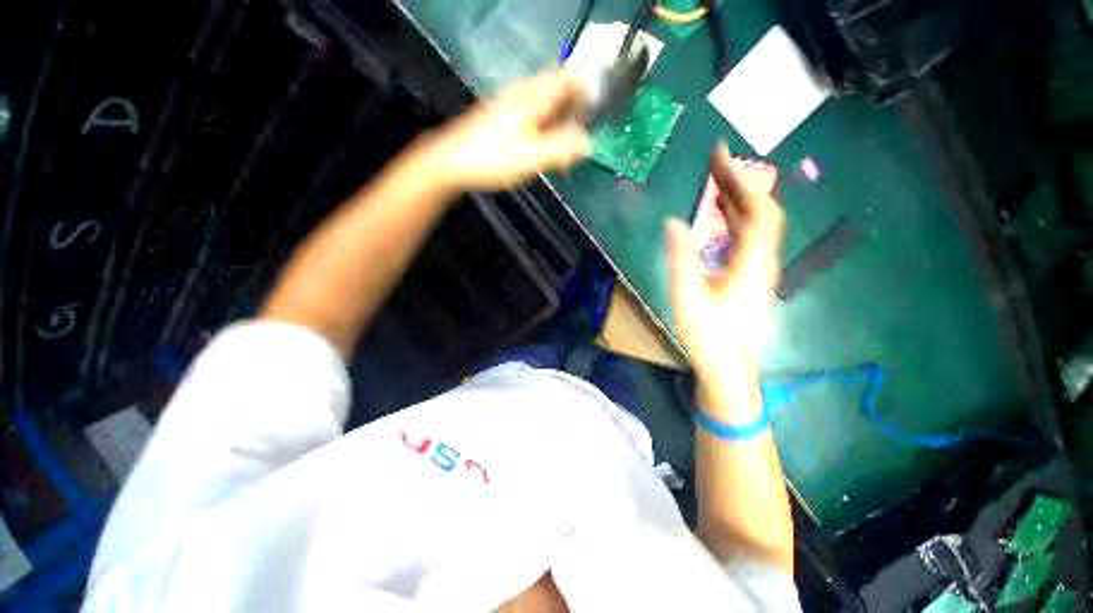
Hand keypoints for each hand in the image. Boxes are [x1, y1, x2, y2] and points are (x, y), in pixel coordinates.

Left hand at [415, 72, 589, 192]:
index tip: (596, 116)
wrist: (451, 163)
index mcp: (533, 97)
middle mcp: (523, 95)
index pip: (568, 78)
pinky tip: (542, 156)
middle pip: (558, 94)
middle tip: (578, 144)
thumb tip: (588, 142)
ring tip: (563, 158)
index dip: (587, 92)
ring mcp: (511, 106)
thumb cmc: (492, 159)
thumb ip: (562, 149)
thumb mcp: (531, 157)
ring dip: (559, 129)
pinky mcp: (503, 120)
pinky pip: (533, 120)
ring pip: (546, 109)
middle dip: (574, 116)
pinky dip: (544, 135)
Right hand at [666, 144, 784, 379]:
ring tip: (715, 182)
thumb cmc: (708, 336)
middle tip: (714, 162)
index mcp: (751, 263)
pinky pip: (747, 238)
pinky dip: (734, 220)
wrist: (728, 368)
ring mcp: (758, 269)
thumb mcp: (687, 297)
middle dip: (739, 183)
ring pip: (755, 225)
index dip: (741, 180)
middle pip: (760, 212)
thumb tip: (672, 221)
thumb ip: (680, 258)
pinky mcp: (749, 277)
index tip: (719, 155)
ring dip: (737, 200)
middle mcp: (762, 261)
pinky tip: (719, 217)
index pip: (758, 209)